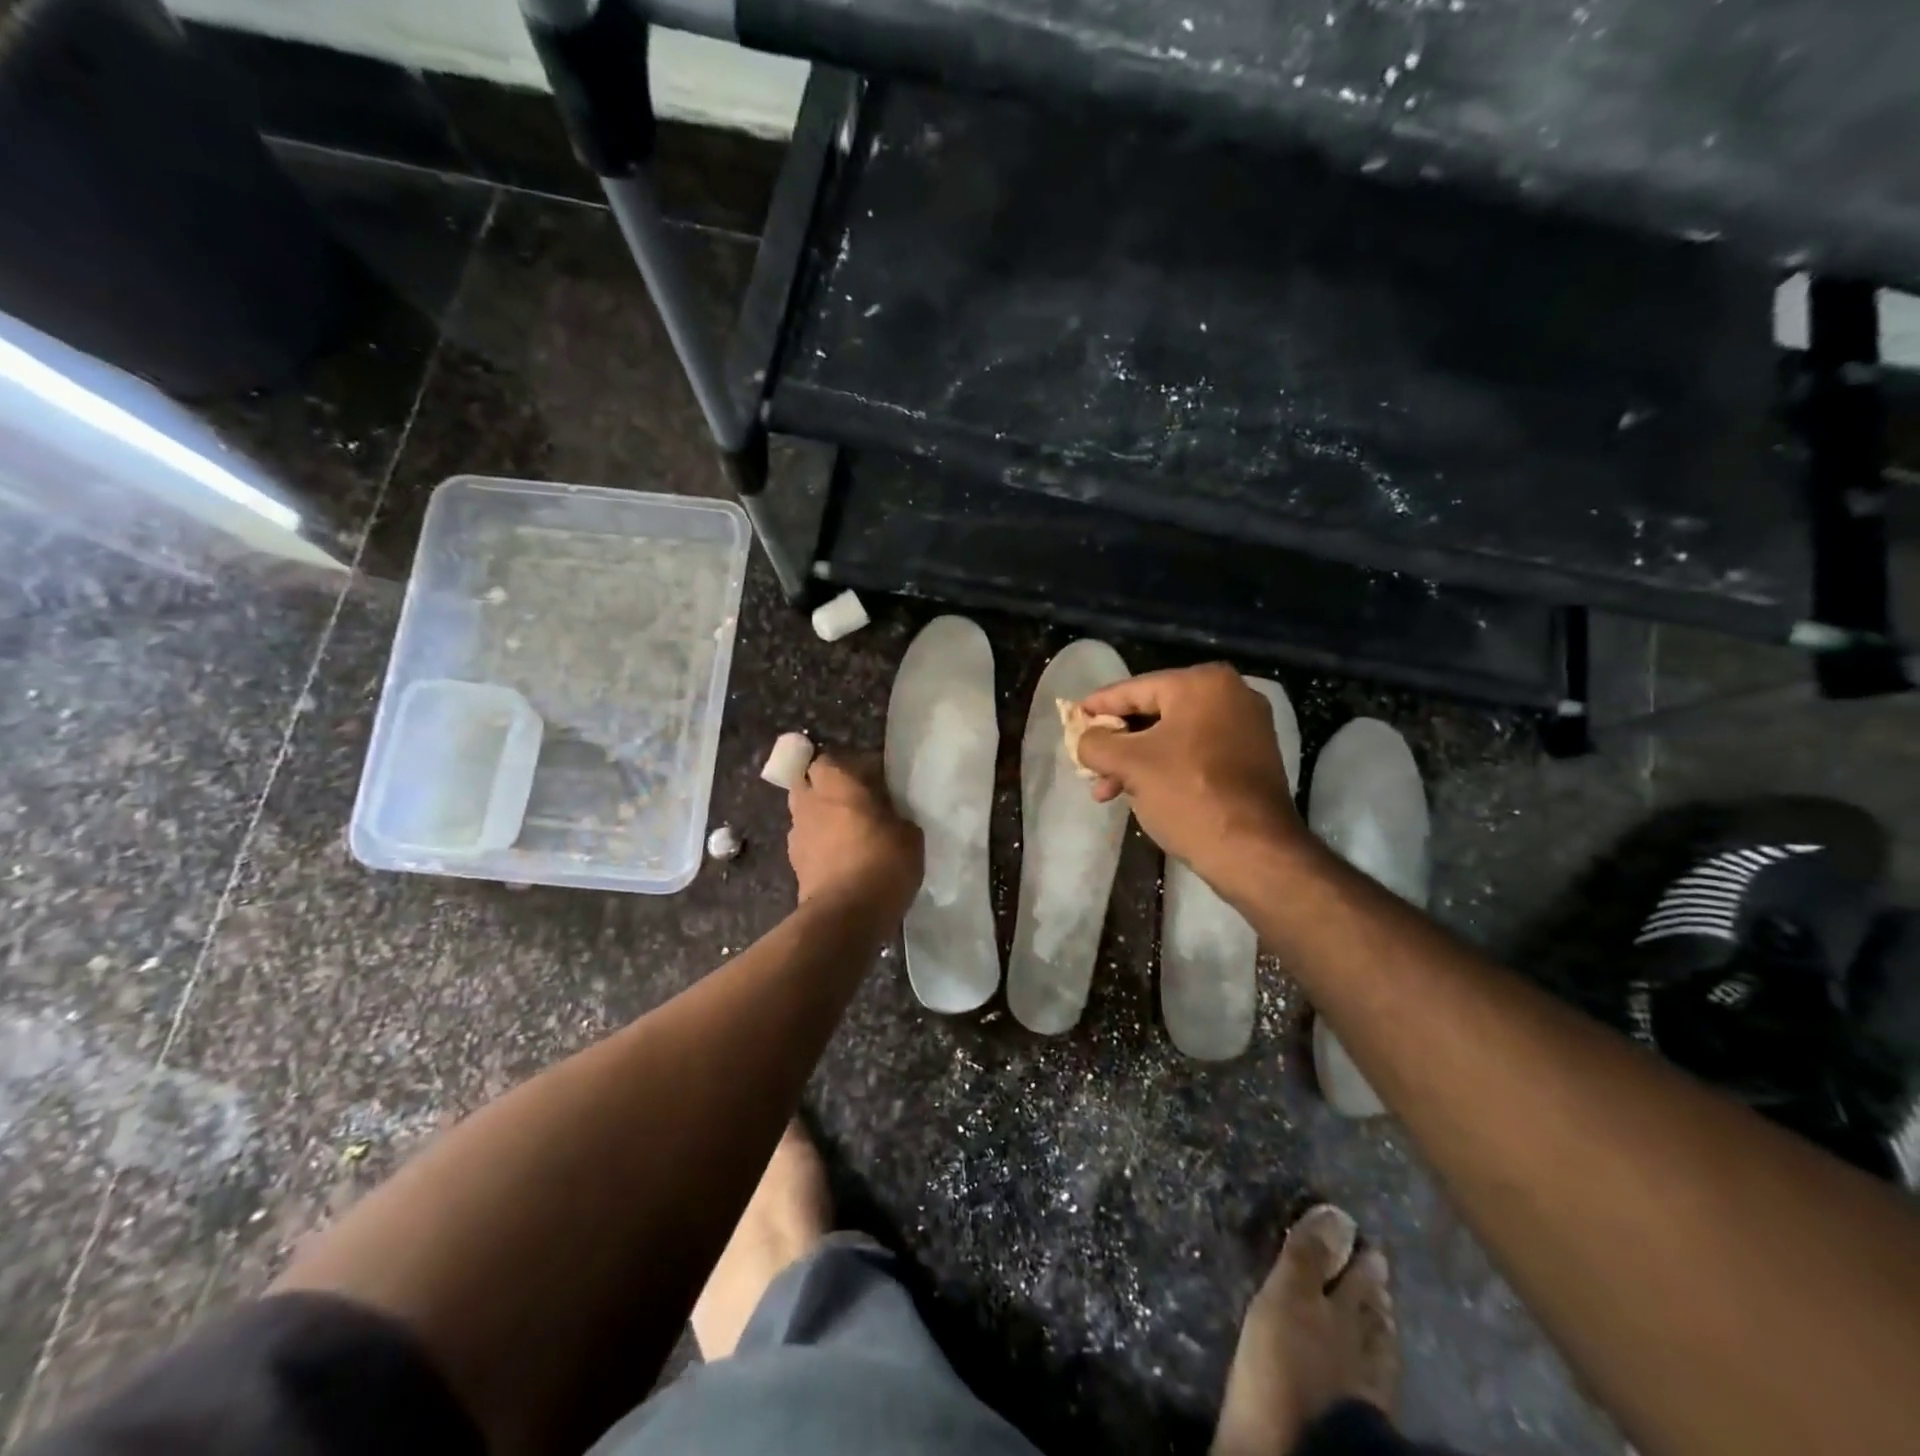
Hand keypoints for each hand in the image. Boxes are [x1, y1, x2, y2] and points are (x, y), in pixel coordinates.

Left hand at [787, 752, 923, 917]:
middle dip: (830, 785)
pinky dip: (820, 841)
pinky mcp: (794, 861)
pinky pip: (807, 838)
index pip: (839, 758)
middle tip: (858, 800)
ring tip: (848, 829)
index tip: (879, 782)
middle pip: (811, 779)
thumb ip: (896, 815)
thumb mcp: (909, 834)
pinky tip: (841, 855)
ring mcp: (796, 831)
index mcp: (837, 781)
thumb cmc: (882, 863)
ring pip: (805, 809)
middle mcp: (809, 799)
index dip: (858, 766)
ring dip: (822, 813)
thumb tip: (889, 815)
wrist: (846, 916)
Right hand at [1074, 663, 1305, 879]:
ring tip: (1106, 791)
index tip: (1073, 717)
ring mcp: (1246, 728)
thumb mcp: (1129, 765)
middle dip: (1117, 744)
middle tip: (1088, 764)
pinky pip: (1195, 753)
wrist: (1254, 851)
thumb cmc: (1188, 794)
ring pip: (1173, 737)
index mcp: (1202, 684)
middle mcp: (1230, 695)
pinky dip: (1165, 768)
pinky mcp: (1252, 759)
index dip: (1099, 706)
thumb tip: (1085, 738)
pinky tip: (1140, 793)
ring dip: (1136, 762)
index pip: (1135, 689)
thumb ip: (1096, 743)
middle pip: (1154, 713)